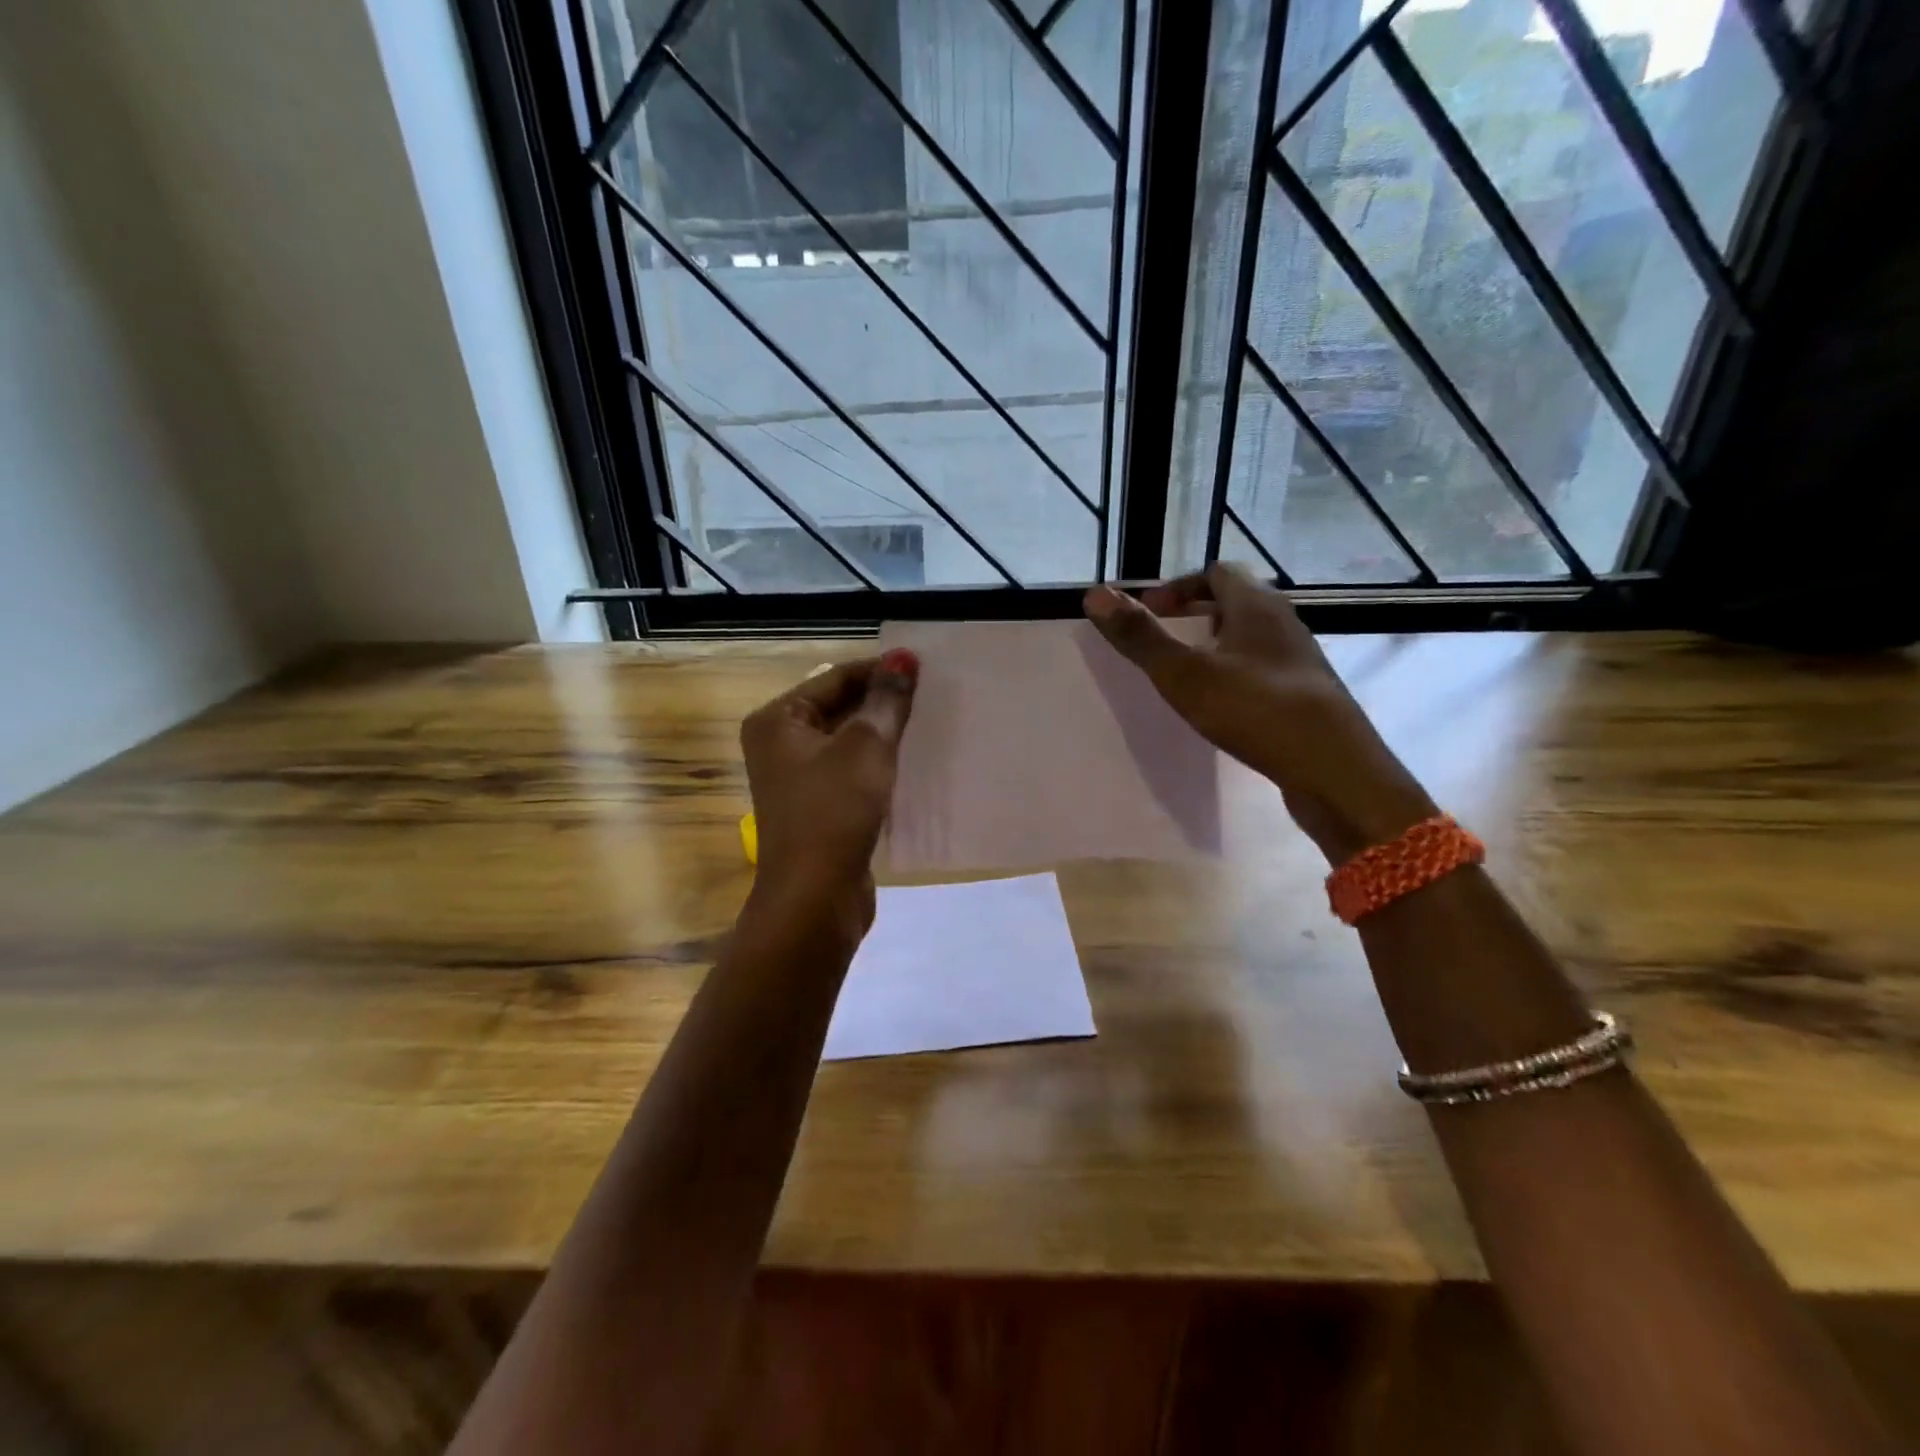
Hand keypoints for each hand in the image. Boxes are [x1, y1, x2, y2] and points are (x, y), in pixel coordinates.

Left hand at [739, 650, 918, 935]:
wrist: (815, 898)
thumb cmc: (834, 811)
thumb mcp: (866, 747)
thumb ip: (886, 700)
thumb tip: (904, 657)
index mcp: (777, 721)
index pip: (834, 678)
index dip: (879, 670)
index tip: (926, 668)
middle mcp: (780, 746)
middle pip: (839, 708)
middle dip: (883, 703)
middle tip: (933, 695)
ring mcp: (798, 781)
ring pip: (848, 743)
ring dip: (884, 734)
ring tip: (930, 723)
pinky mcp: (819, 809)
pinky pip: (852, 773)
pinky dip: (879, 766)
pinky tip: (915, 763)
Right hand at [1084, 564, 1435, 862]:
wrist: (1334, 769)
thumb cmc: (1255, 709)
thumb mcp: (1185, 673)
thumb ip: (1140, 636)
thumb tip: (1095, 594)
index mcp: (1256, 605)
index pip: (1216, 571)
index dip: (1179, 586)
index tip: (1150, 612)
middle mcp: (1284, 622)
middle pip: (1236, 601)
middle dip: (1195, 614)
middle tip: (1165, 641)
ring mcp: (1299, 659)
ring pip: (1251, 637)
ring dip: (1217, 645)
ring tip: (1188, 675)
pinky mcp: (1307, 694)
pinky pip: (1264, 668)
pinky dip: (1236, 674)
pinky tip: (1223, 706)